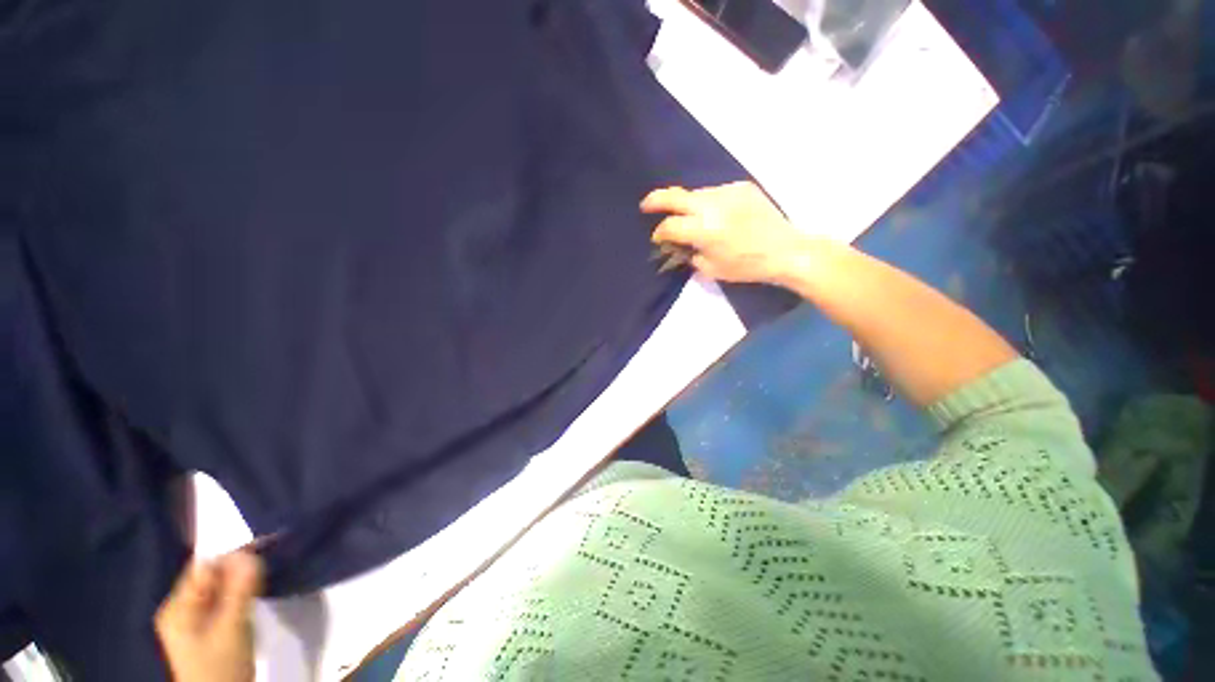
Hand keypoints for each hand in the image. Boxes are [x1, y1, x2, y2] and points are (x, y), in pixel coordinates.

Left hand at [155, 552, 261, 681]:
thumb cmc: (220, 666)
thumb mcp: (231, 628)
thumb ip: (238, 591)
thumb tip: (250, 552)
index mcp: (177, 606)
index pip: (203, 567)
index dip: (231, 555)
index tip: (261, 548)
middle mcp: (180, 608)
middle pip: (211, 578)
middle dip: (237, 570)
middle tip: (266, 566)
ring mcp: (193, 621)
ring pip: (219, 590)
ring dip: (240, 583)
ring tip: (263, 581)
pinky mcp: (207, 629)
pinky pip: (223, 602)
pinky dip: (239, 596)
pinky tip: (253, 599)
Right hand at [641, 182, 809, 284]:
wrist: (786, 250)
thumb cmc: (747, 266)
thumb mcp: (712, 269)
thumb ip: (690, 254)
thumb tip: (678, 245)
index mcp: (704, 230)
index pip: (670, 226)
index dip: (659, 233)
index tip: (658, 238)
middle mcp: (712, 205)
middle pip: (675, 196)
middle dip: (656, 200)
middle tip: (646, 206)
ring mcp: (727, 192)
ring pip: (696, 193)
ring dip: (688, 205)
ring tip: (691, 217)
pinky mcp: (742, 187)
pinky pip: (716, 193)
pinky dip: (709, 203)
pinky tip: (717, 215)